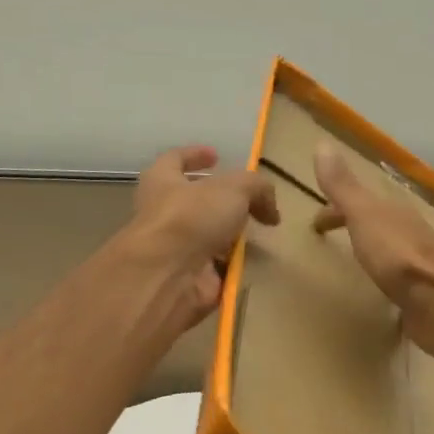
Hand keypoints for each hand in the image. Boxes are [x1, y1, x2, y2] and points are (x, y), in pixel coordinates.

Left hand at [130, 146, 279, 327]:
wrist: (168, 275)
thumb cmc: (192, 217)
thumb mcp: (235, 188)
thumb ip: (258, 188)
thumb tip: (270, 211)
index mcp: (162, 181)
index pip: (176, 159)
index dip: (196, 155)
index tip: (216, 156)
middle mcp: (164, 213)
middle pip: (194, 202)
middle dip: (220, 203)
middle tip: (248, 204)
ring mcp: (174, 249)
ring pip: (206, 238)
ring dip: (229, 238)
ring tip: (256, 236)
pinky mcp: (187, 278)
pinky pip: (215, 269)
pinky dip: (232, 268)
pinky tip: (251, 265)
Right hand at [312, 143, 433, 366]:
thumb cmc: (398, 254)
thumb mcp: (364, 214)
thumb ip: (343, 186)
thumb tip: (322, 144)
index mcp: (392, 213)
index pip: (359, 202)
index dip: (336, 209)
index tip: (315, 224)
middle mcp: (408, 234)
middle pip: (376, 225)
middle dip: (355, 228)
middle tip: (330, 242)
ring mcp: (417, 266)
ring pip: (389, 253)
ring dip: (372, 254)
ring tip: (354, 267)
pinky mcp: (420, 296)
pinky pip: (398, 284)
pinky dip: (386, 284)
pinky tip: (380, 299)